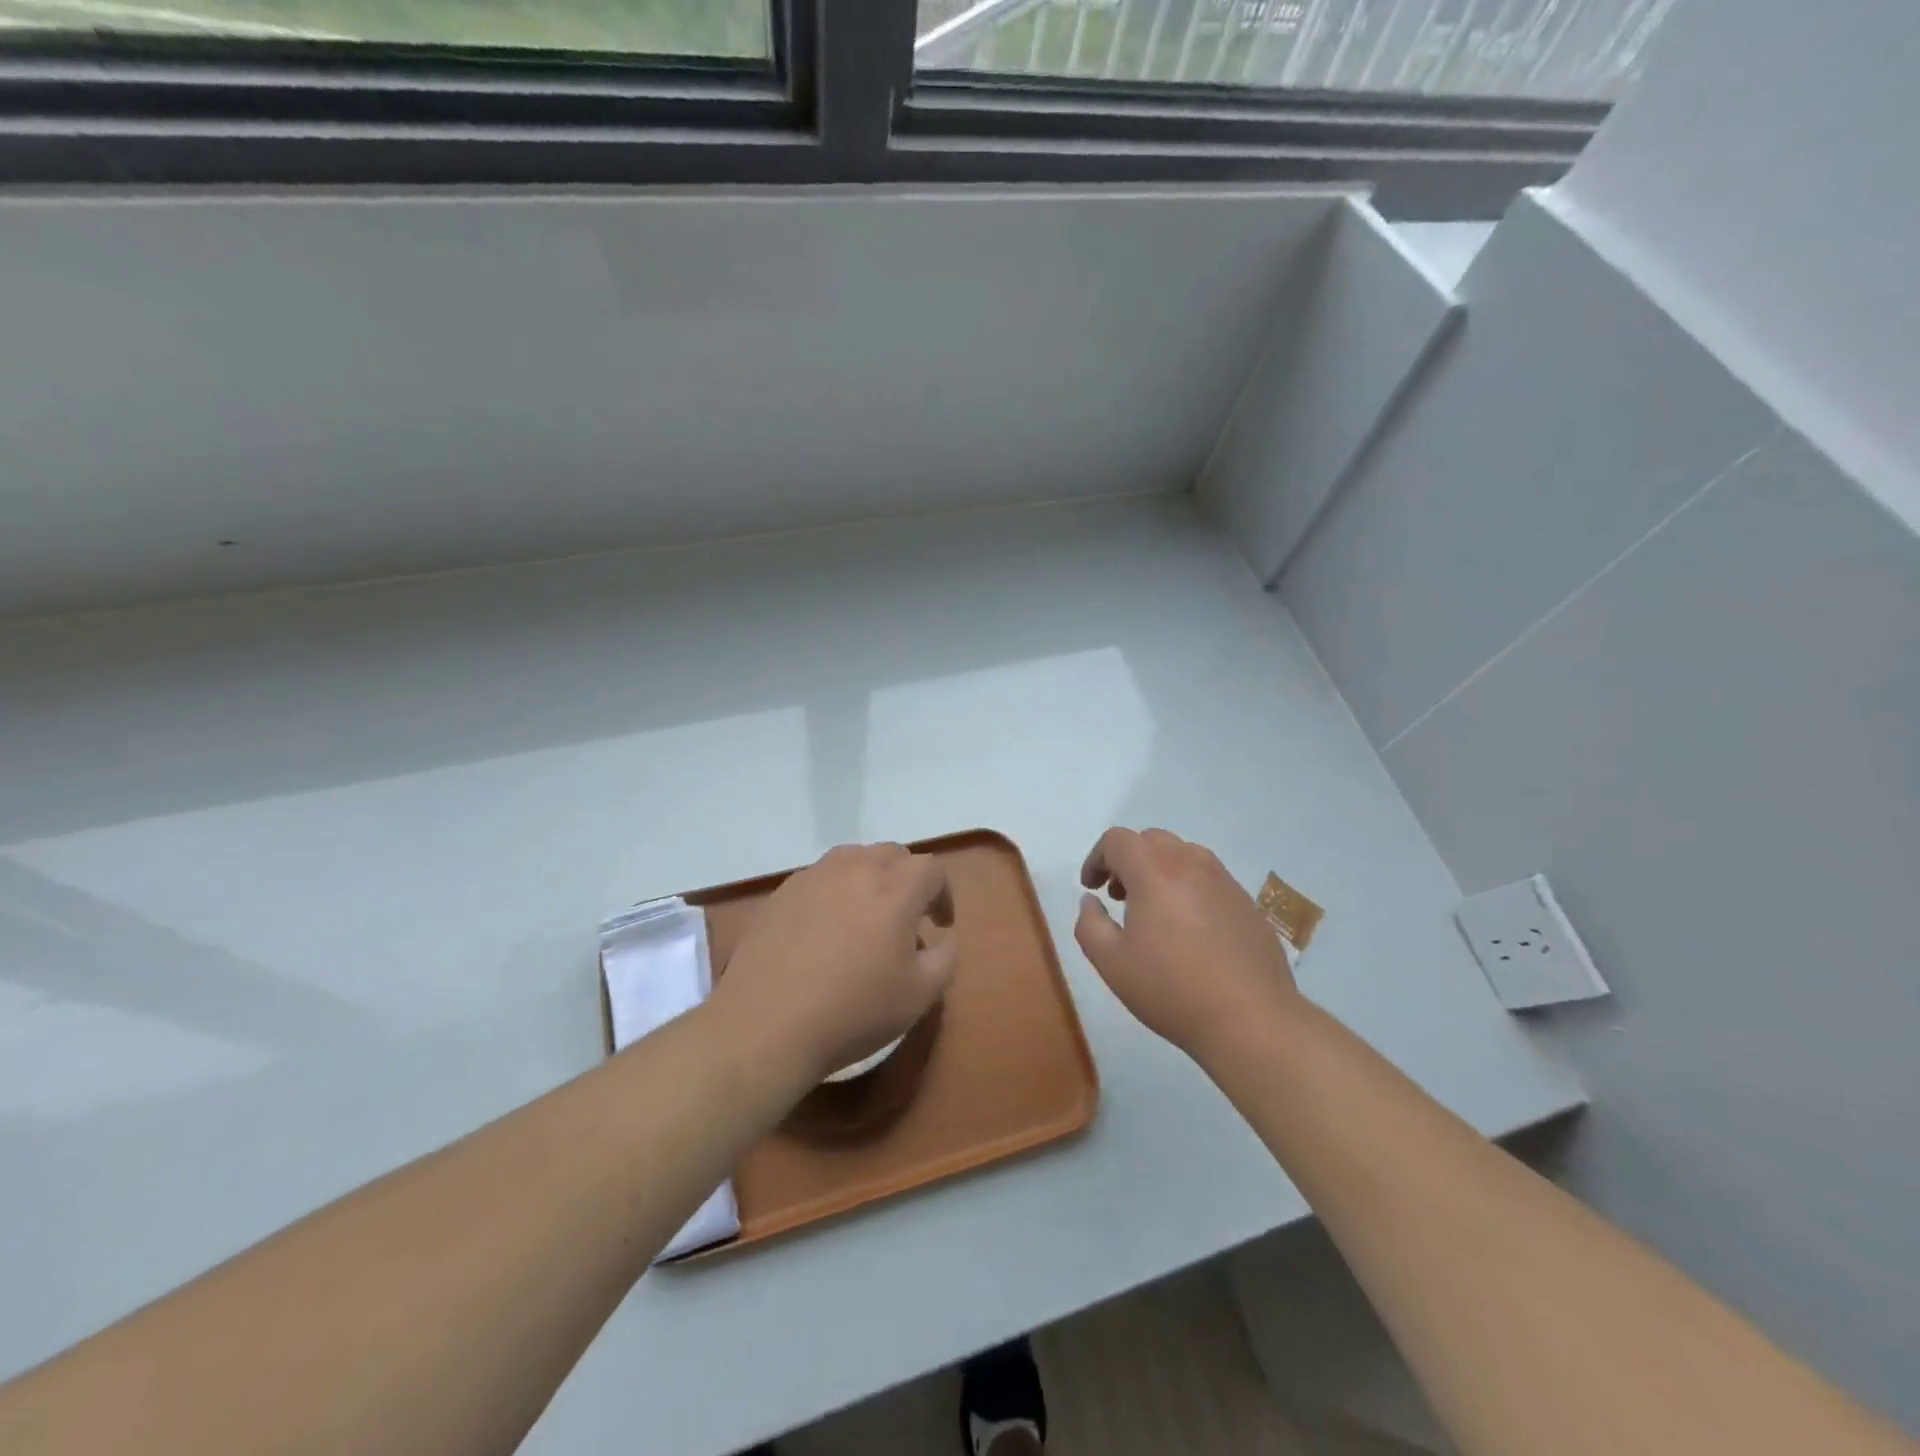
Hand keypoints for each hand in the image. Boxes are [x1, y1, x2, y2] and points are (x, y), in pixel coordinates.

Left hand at [705, 843, 956, 1095]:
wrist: (766, 1026)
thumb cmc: (853, 1010)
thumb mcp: (920, 995)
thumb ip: (945, 958)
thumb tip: (942, 938)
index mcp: (895, 889)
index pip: (930, 868)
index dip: (943, 893)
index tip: (940, 925)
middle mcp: (854, 869)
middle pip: (891, 854)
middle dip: (908, 878)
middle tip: (907, 915)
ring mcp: (812, 877)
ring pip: (852, 859)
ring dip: (869, 877)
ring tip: (866, 915)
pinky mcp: (780, 894)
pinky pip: (818, 878)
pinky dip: (834, 892)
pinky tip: (825, 930)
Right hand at [1075, 827, 1298, 1062]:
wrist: (1252, 1020)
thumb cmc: (1172, 989)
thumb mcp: (1112, 963)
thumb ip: (1090, 924)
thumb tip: (1091, 901)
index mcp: (1155, 871)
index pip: (1117, 840)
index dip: (1096, 858)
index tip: (1091, 888)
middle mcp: (1191, 863)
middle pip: (1151, 840)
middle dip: (1127, 860)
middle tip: (1118, 897)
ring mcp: (1224, 881)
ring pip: (1183, 855)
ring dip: (1158, 870)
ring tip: (1153, 912)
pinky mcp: (1246, 903)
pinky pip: (1208, 878)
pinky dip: (1187, 888)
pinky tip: (1188, 930)